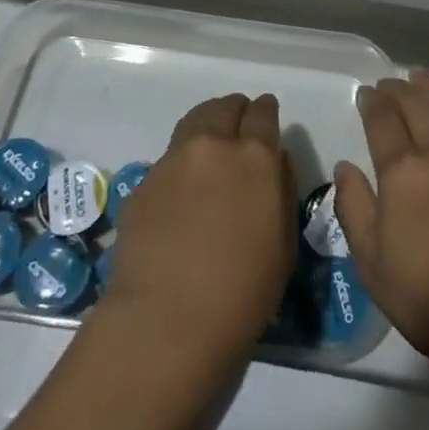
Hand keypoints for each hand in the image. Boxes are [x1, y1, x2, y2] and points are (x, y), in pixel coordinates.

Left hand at [100, 92, 295, 369]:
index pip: (263, 113)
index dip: (265, 112)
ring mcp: (173, 160)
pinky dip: (182, 162)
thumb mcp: (284, 244)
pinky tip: (182, 191)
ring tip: (210, 148)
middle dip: (235, 111)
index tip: (266, 116)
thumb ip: (282, 190)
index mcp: (256, 157)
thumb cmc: (241, 293)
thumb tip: (274, 162)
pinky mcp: (143, 182)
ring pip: (194, 121)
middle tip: (238, 129)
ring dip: (207, 126)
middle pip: (225, 107)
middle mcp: (214, 146)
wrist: (164, 323)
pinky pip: (169, 158)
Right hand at [333, 71, 428, 372]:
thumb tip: (345, 167)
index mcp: (403, 172)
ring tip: (419, 77)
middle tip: (388, 82)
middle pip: (417, 107)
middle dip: (399, 90)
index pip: (383, 122)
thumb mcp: (372, 262)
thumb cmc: (428, 296)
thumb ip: (354, 208)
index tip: (366, 92)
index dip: (373, 103)